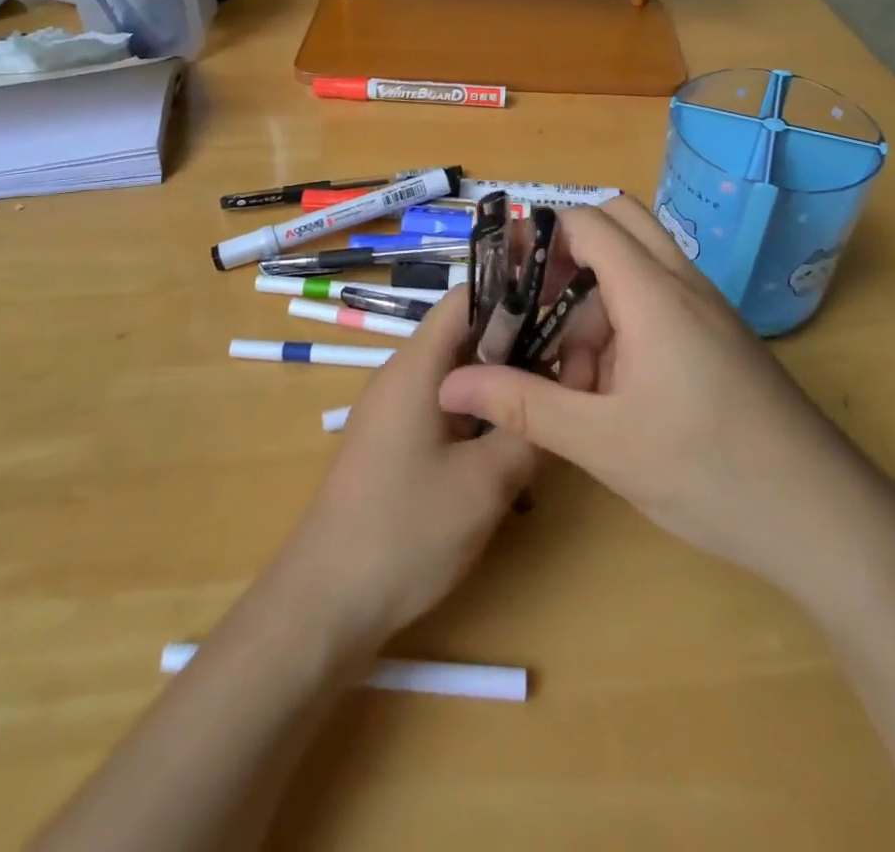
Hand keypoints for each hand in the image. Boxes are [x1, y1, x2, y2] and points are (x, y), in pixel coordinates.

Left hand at [273, 288, 536, 652]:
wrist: (325, 602)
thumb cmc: (405, 532)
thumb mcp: (485, 483)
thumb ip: (528, 430)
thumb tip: (565, 386)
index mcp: (416, 367)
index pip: (465, 298)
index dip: (514, 293)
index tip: (562, 308)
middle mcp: (401, 375)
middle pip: (465, 335)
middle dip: (517, 344)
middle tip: (569, 366)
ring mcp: (394, 409)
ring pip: (457, 374)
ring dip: (499, 385)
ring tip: (547, 406)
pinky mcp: (393, 441)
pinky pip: (443, 406)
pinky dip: (478, 414)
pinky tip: (508, 447)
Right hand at [438, 197, 890, 597]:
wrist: (826, 521)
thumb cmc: (709, 471)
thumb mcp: (603, 442)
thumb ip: (524, 404)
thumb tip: (450, 382)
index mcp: (653, 292)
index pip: (589, 222)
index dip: (541, 235)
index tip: (503, 275)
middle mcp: (683, 286)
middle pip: (620, 224)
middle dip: (570, 253)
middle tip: (534, 305)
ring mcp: (706, 313)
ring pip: (639, 269)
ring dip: (596, 298)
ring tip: (567, 370)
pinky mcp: (719, 342)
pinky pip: (660, 305)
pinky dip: (624, 325)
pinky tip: (610, 392)